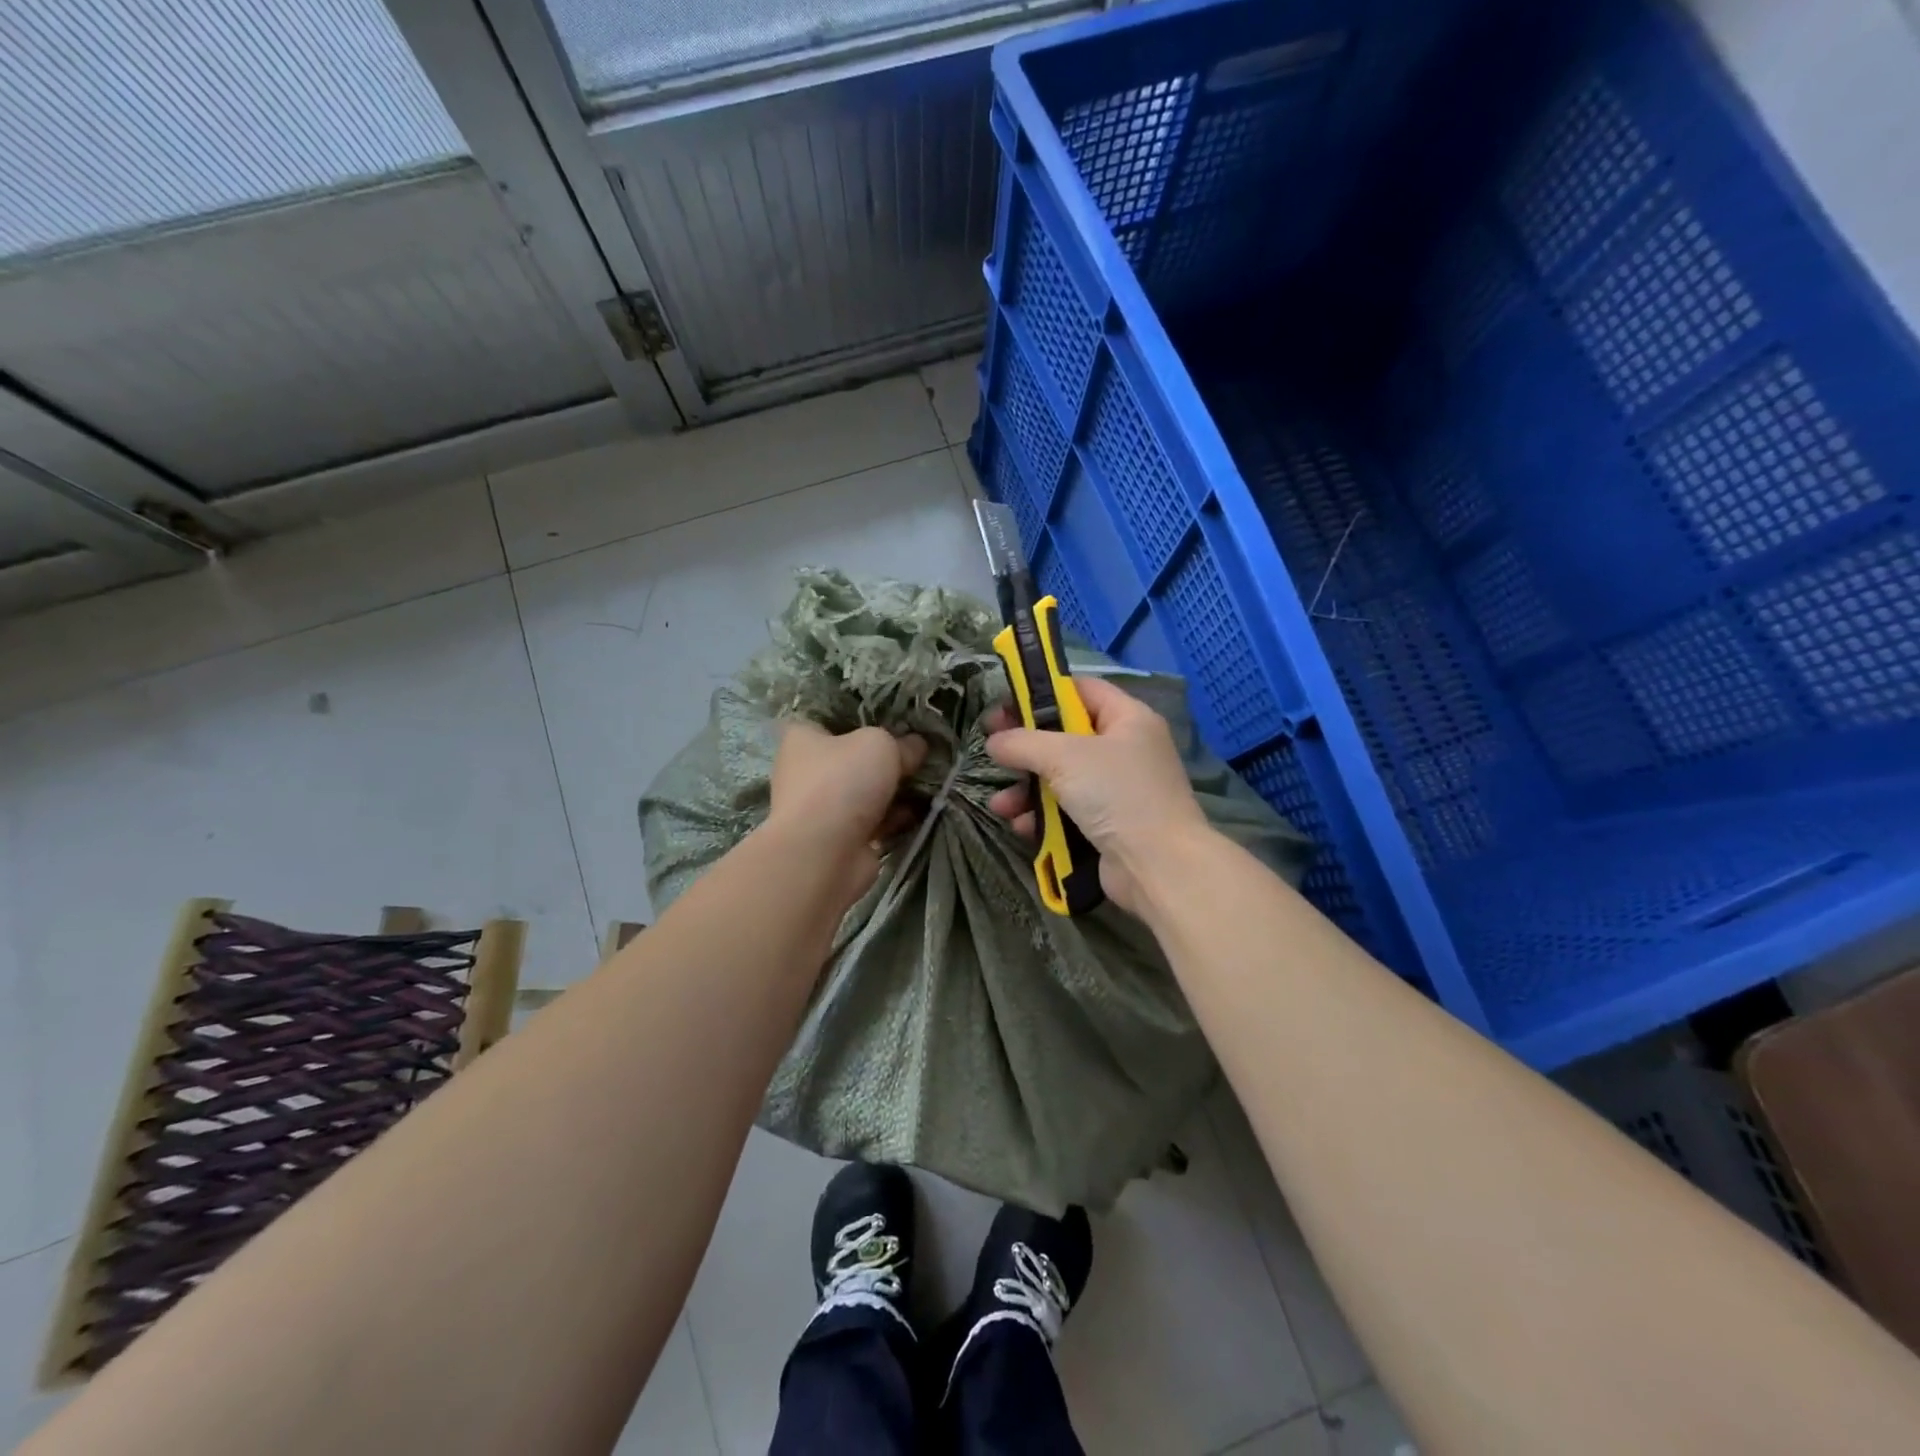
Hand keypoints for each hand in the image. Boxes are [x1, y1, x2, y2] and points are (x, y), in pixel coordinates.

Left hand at [768, 721, 928, 902]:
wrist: (824, 854)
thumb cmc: (842, 782)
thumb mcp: (880, 745)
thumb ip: (902, 742)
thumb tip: (916, 746)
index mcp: (802, 738)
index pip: (829, 717)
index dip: (860, 716)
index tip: (892, 717)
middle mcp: (806, 771)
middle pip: (852, 756)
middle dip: (885, 757)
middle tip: (919, 750)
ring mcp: (822, 808)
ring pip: (865, 790)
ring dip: (894, 789)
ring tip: (929, 779)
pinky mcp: (840, 838)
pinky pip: (874, 820)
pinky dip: (895, 817)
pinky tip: (922, 810)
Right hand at [984, 676, 1210, 915]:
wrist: (1158, 866)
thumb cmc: (1116, 794)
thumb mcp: (1064, 757)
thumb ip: (1023, 743)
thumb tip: (994, 742)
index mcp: (1127, 719)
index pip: (1080, 690)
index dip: (1040, 693)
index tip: (1004, 706)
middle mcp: (1124, 749)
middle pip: (1064, 737)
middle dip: (1026, 748)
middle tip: (991, 749)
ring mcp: (1117, 790)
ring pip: (1060, 778)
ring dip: (1026, 790)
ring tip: (1000, 804)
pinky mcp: (1107, 825)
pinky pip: (1066, 811)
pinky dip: (1042, 817)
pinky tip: (1021, 826)